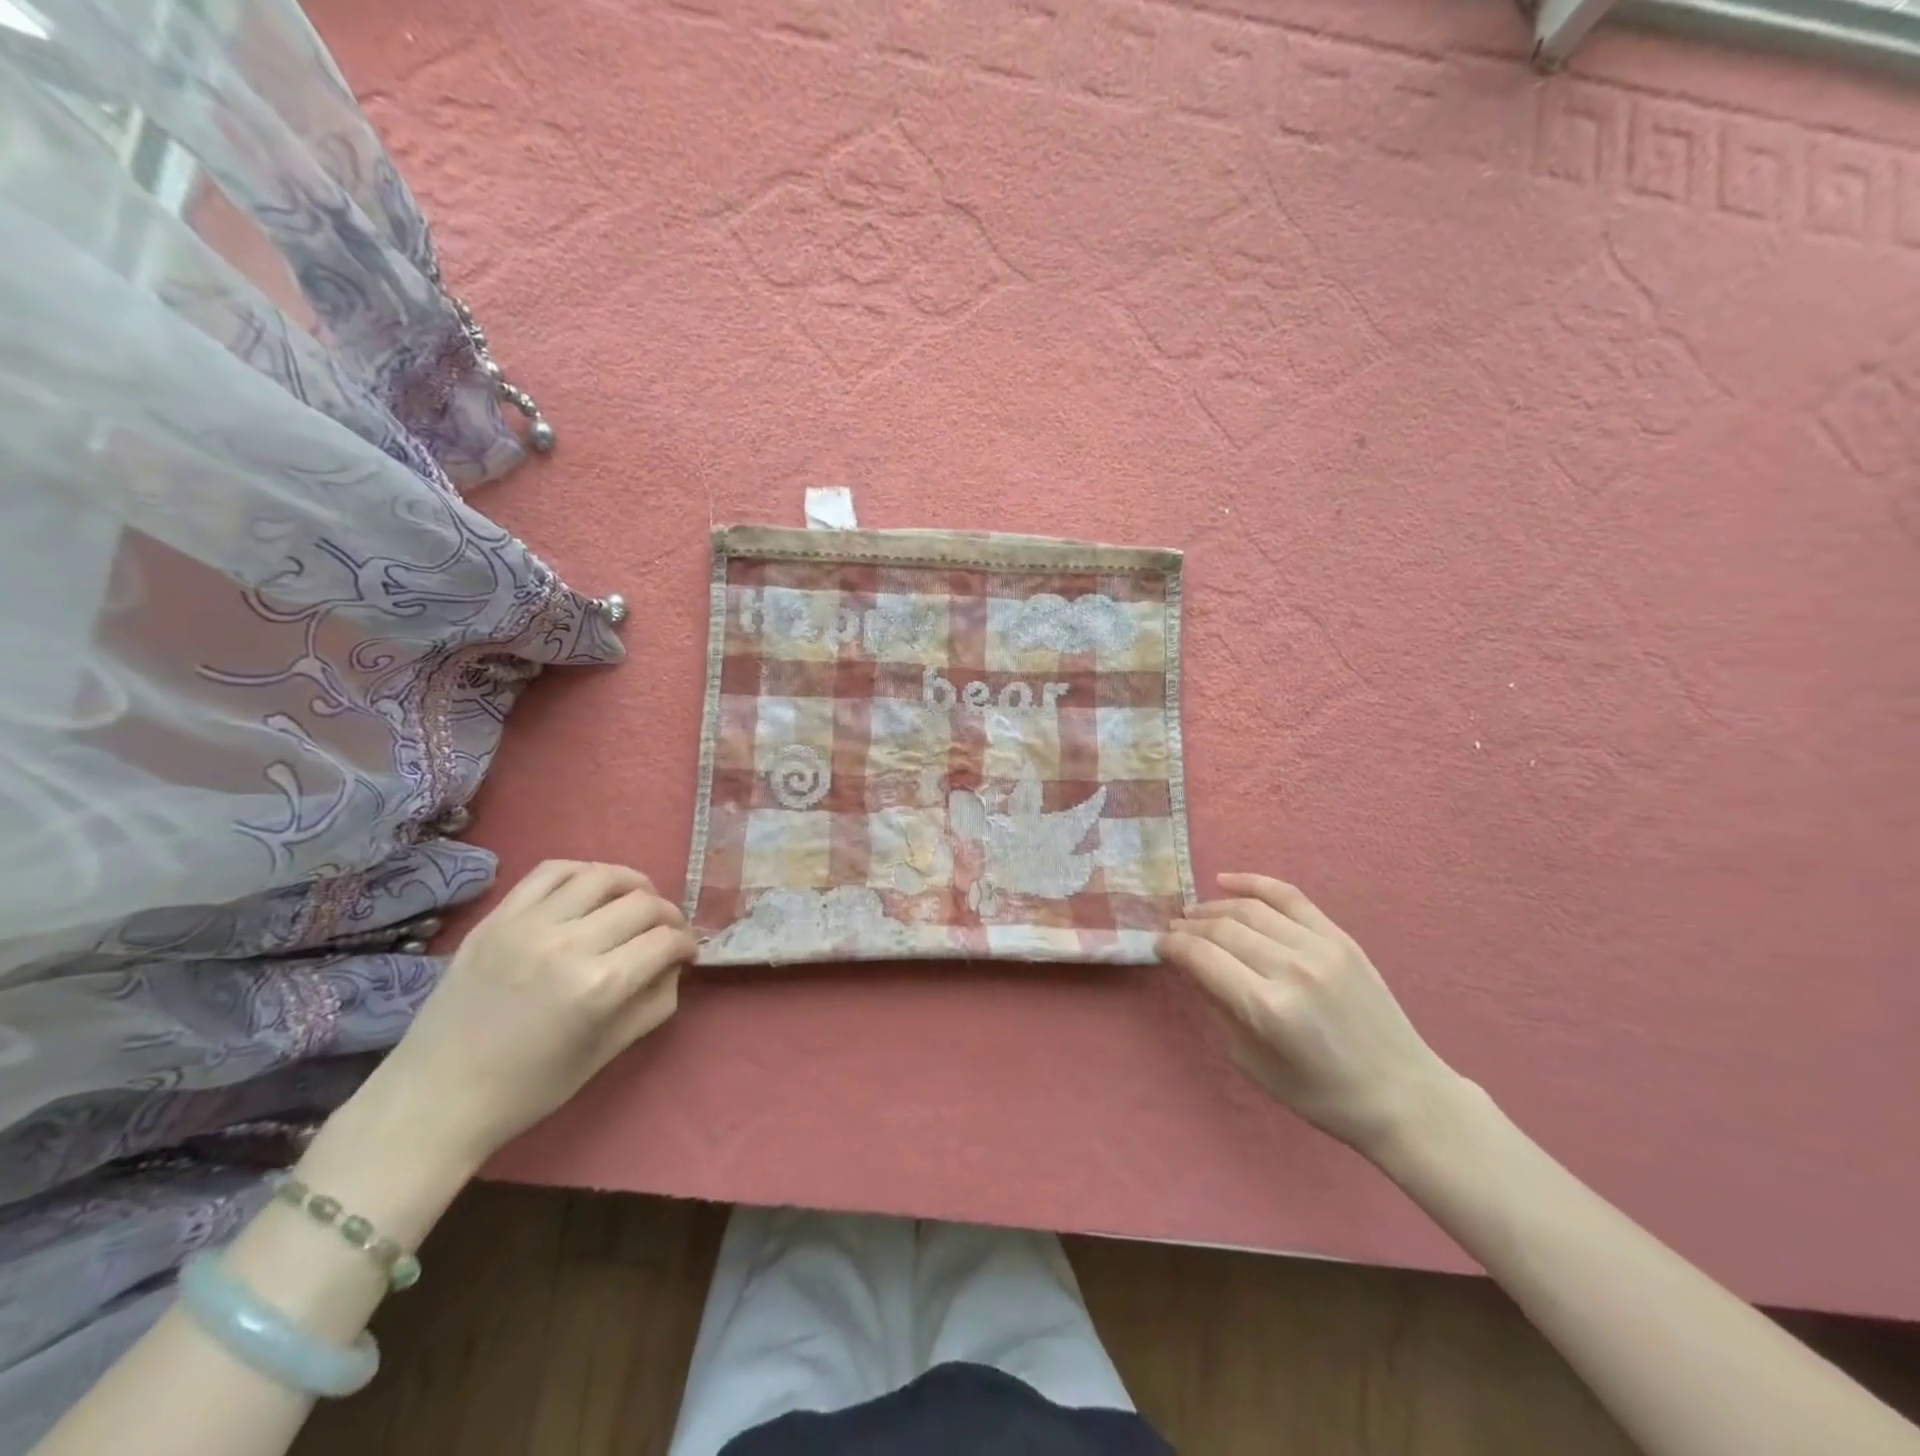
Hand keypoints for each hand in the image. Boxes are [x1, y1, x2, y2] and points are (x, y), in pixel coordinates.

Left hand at [363, 861, 696, 1165]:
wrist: (436, 1097)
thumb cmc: (529, 1088)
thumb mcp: (608, 1053)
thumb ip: (654, 1002)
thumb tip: (675, 964)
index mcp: (599, 986)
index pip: (666, 940)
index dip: (687, 944)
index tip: (687, 953)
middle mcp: (568, 944)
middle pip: (642, 903)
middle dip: (668, 914)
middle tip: (667, 931)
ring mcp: (528, 924)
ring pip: (601, 876)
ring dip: (633, 884)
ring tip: (636, 900)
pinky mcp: (497, 917)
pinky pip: (551, 870)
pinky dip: (583, 871)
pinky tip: (592, 888)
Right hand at [1159, 873, 1459, 1158]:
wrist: (1402, 1094)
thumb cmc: (1320, 1093)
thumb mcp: (1251, 1062)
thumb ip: (1217, 1007)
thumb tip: (1190, 967)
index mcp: (1267, 1008)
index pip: (1202, 958)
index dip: (1172, 947)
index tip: (1159, 946)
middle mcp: (1291, 968)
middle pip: (1222, 929)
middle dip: (1188, 928)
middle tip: (1173, 931)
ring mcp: (1320, 948)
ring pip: (1249, 909)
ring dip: (1213, 908)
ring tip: (1194, 915)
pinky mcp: (1340, 937)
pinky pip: (1289, 897)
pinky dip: (1253, 883)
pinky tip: (1225, 881)